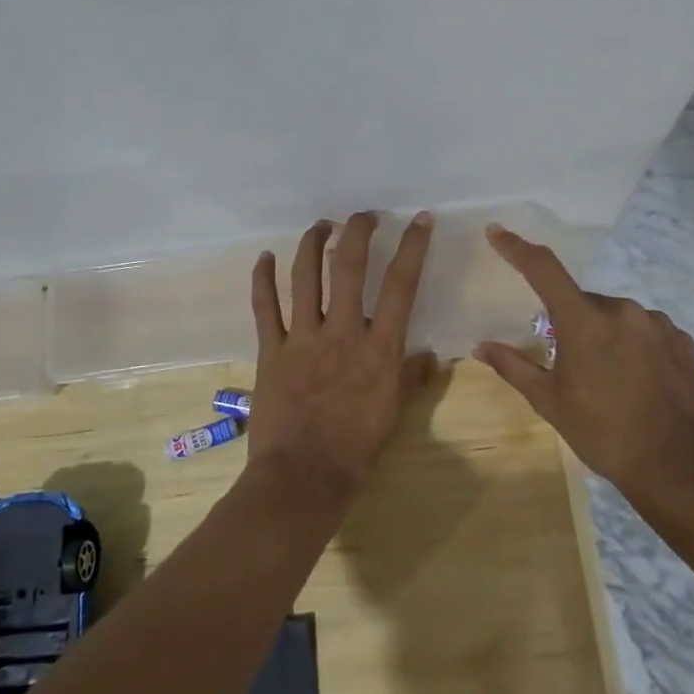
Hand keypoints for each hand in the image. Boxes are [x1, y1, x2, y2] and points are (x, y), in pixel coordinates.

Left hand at [244, 211, 436, 505]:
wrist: (304, 477)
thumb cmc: (356, 449)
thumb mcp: (394, 413)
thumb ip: (412, 378)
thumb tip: (431, 355)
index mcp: (379, 347)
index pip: (401, 285)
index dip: (413, 247)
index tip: (420, 220)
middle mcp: (342, 331)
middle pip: (350, 267)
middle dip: (359, 231)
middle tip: (364, 216)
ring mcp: (303, 337)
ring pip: (306, 276)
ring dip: (313, 244)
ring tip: (322, 225)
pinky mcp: (271, 350)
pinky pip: (264, 307)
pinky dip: (262, 279)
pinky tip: (264, 257)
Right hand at [472, 224, 693, 496]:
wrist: (677, 466)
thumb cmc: (603, 432)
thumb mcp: (550, 402)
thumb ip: (514, 367)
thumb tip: (481, 346)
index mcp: (584, 321)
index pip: (543, 270)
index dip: (517, 248)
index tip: (497, 232)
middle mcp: (622, 310)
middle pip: (582, 302)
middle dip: (570, 323)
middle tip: (568, 363)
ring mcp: (657, 324)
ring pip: (616, 317)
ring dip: (604, 334)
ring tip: (607, 378)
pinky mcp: (682, 341)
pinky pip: (646, 331)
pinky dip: (634, 345)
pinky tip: (637, 380)